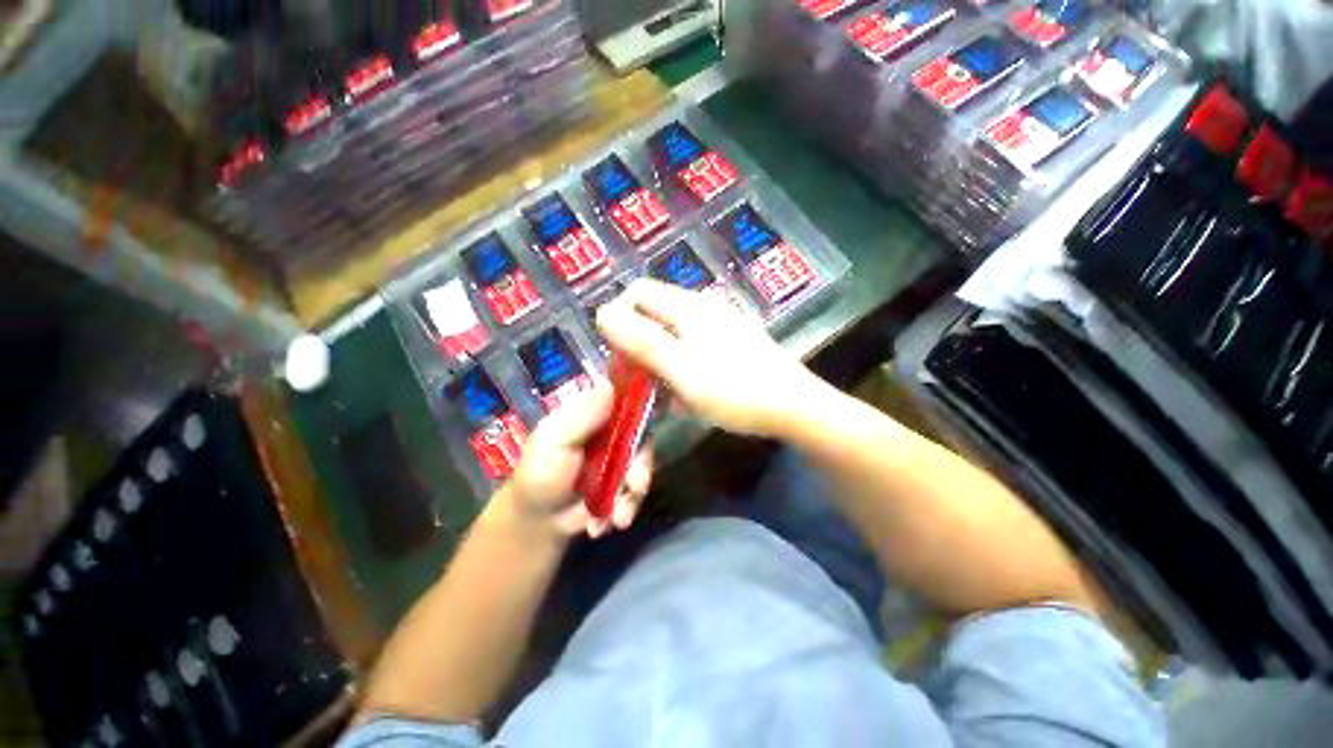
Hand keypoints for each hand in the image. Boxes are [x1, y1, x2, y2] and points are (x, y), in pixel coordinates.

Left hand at [498, 381, 652, 539]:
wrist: (537, 520)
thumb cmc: (539, 473)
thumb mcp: (555, 442)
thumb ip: (581, 417)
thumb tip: (609, 384)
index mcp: (593, 412)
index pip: (626, 398)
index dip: (641, 406)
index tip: (652, 420)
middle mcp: (612, 430)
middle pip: (643, 436)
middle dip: (640, 466)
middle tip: (634, 487)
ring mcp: (620, 457)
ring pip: (643, 466)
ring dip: (633, 495)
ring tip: (617, 518)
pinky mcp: (624, 482)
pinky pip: (637, 491)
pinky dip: (624, 509)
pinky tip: (603, 524)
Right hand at [596, 279, 824, 436]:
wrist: (794, 407)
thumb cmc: (735, 390)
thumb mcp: (682, 368)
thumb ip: (642, 341)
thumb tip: (602, 313)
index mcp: (689, 307)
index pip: (638, 293)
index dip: (618, 319)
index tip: (617, 358)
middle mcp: (703, 309)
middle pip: (653, 316)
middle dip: (637, 347)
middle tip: (636, 384)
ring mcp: (719, 328)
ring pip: (671, 337)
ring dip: (658, 364)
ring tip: (661, 396)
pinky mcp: (729, 347)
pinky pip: (691, 352)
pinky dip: (679, 371)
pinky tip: (685, 397)